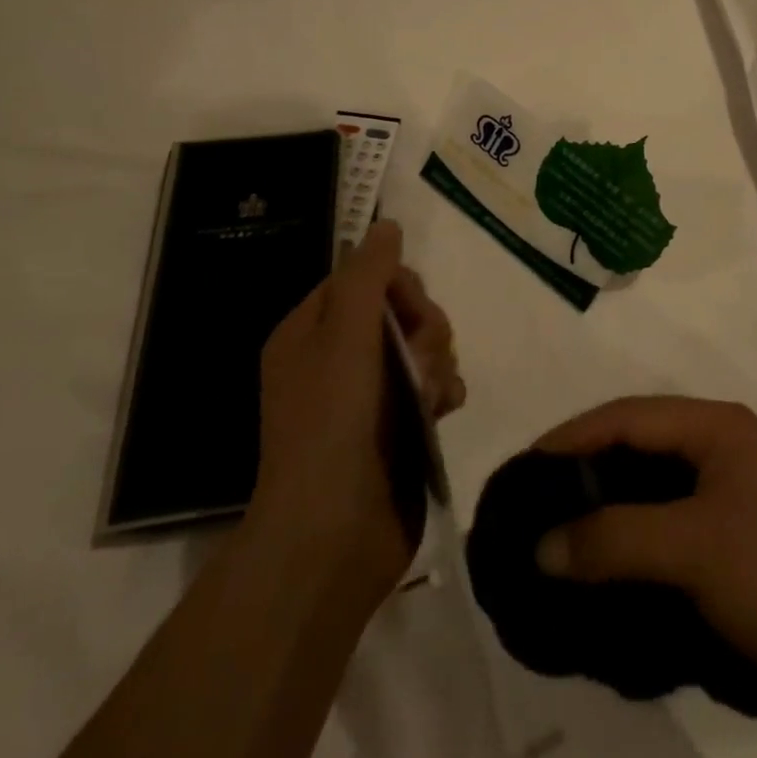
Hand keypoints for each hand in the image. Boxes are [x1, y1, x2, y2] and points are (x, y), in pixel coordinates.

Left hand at [250, 221, 464, 602]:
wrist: (333, 533)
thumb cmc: (332, 424)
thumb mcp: (346, 336)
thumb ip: (369, 275)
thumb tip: (386, 224)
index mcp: (311, 331)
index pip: (366, 278)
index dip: (398, 287)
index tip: (411, 312)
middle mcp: (337, 358)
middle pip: (402, 310)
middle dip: (425, 329)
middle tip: (422, 359)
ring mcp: (369, 395)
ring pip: (424, 347)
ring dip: (437, 361)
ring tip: (433, 395)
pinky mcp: (398, 426)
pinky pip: (433, 384)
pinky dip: (443, 390)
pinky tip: (445, 409)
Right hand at [531, 396, 756, 741]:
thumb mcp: (691, 549)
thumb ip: (613, 539)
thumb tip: (541, 545)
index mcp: (717, 426)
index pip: (628, 415)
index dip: (574, 436)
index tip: (524, 468)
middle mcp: (720, 446)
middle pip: (635, 443)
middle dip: (583, 468)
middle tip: (533, 500)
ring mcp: (725, 492)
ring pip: (646, 485)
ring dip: (603, 506)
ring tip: (554, 532)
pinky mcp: (726, 537)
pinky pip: (661, 522)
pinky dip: (626, 536)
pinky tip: (597, 562)